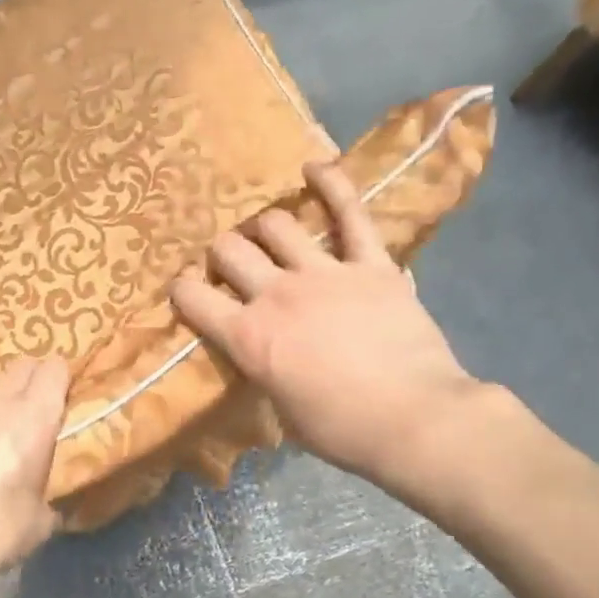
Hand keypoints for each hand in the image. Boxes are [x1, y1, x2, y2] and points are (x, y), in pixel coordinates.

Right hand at [168, 162, 493, 498]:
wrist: (415, 419)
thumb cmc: (342, 430)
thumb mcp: (282, 411)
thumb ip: (264, 371)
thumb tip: (263, 357)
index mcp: (248, 337)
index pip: (193, 298)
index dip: (183, 290)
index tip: (187, 291)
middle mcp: (276, 295)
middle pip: (231, 250)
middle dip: (223, 254)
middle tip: (233, 265)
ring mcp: (324, 273)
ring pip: (278, 225)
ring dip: (266, 228)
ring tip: (270, 235)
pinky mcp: (371, 264)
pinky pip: (350, 214)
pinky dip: (332, 185)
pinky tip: (315, 167)